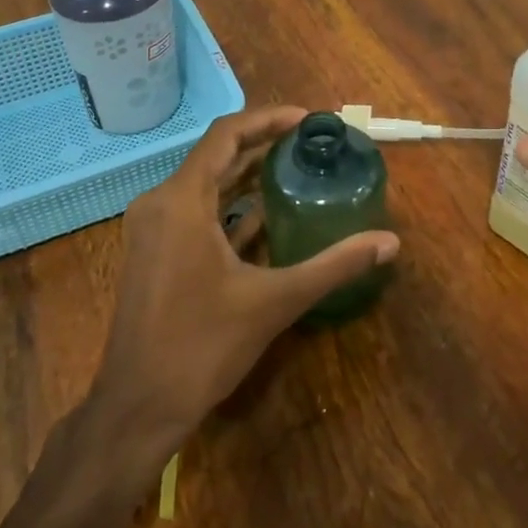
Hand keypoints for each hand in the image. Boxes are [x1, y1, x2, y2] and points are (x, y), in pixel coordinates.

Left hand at [89, 106, 399, 468]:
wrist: (138, 407)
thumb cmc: (202, 346)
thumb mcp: (274, 301)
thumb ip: (333, 266)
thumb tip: (389, 243)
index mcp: (181, 200)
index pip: (226, 134)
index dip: (268, 119)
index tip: (307, 120)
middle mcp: (160, 202)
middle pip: (216, 155)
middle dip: (262, 145)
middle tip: (310, 144)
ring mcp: (151, 228)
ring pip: (205, 184)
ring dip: (246, 175)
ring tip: (295, 170)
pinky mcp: (153, 251)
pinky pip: (195, 210)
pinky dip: (230, 205)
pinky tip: (267, 216)